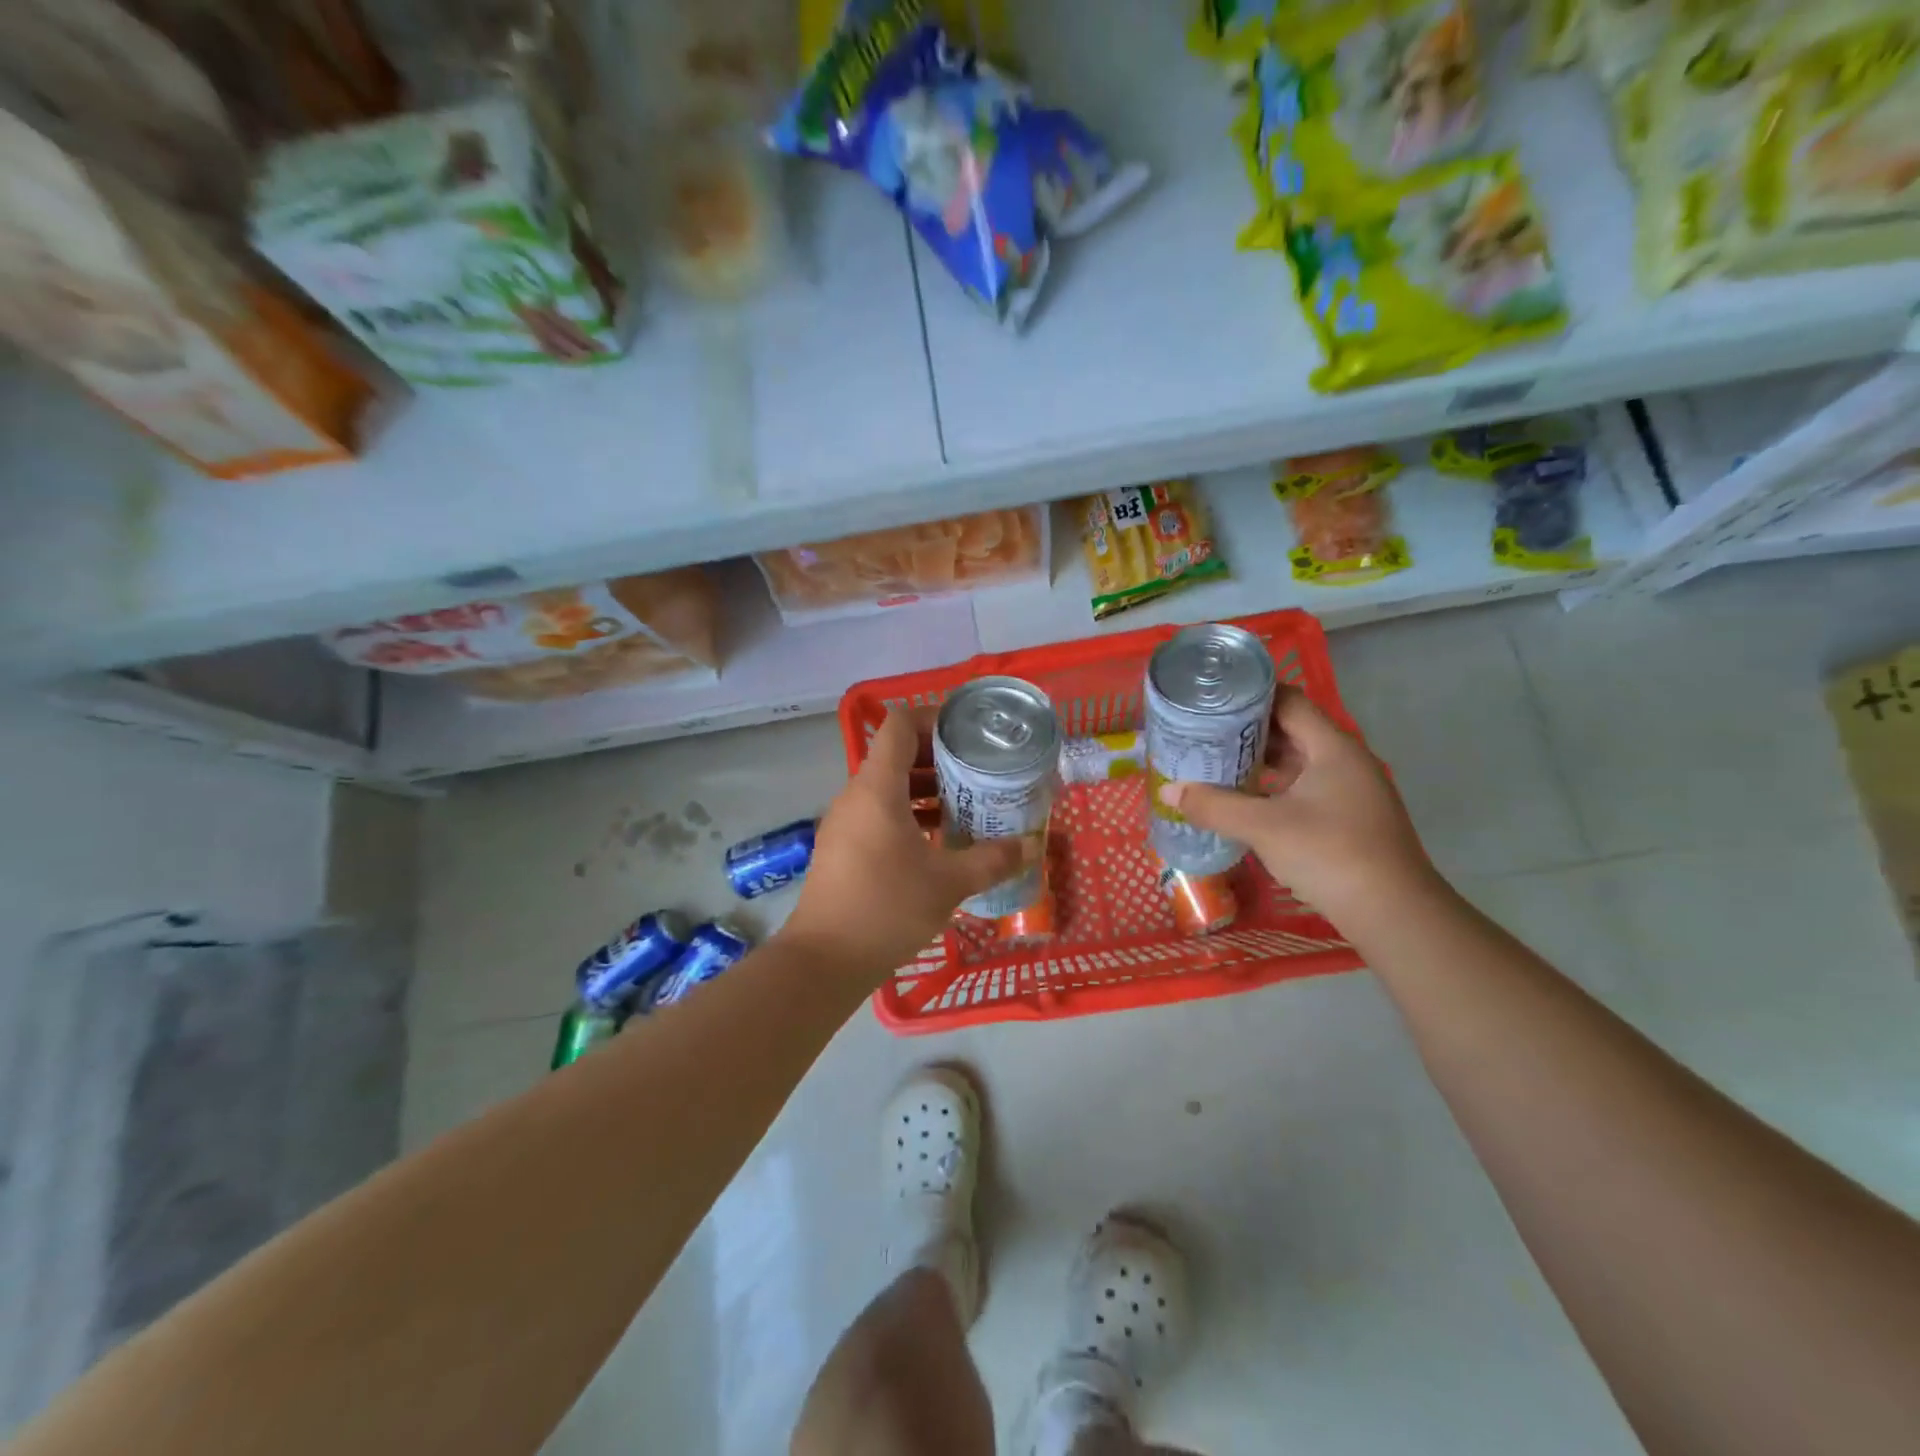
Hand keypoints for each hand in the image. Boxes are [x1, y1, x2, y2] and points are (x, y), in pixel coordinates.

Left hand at [781, 709, 1025, 981]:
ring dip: (926, 789)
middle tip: (979, 771)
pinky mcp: (844, 847)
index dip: (934, 718)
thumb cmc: (886, 908)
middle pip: (897, 754)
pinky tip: (940, 841)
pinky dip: (910, 814)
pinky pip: (880, 813)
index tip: (969, 735)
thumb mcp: (948, 883)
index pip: (899, 725)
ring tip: (968, 804)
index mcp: (877, 788)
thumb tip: (1029, 847)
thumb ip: (991, 860)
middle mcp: (857, 795)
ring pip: (889, 787)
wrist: (824, 960)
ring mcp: (846, 822)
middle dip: (939, 758)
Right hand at [1157, 688, 1438, 926]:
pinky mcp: (1349, 816)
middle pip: (1292, 728)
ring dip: (1261, 759)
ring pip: (1299, 760)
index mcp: (1332, 747)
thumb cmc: (1330, 854)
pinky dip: (1275, 785)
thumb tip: (1168, 791)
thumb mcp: (1263, 828)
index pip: (1288, 700)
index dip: (1250, 694)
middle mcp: (1346, 759)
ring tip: (1217, 760)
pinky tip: (1246, 798)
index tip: (1212, 698)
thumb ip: (1214, 806)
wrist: (1393, 913)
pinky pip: (1305, 786)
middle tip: (1204, 730)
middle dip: (1248, 729)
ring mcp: (1351, 789)